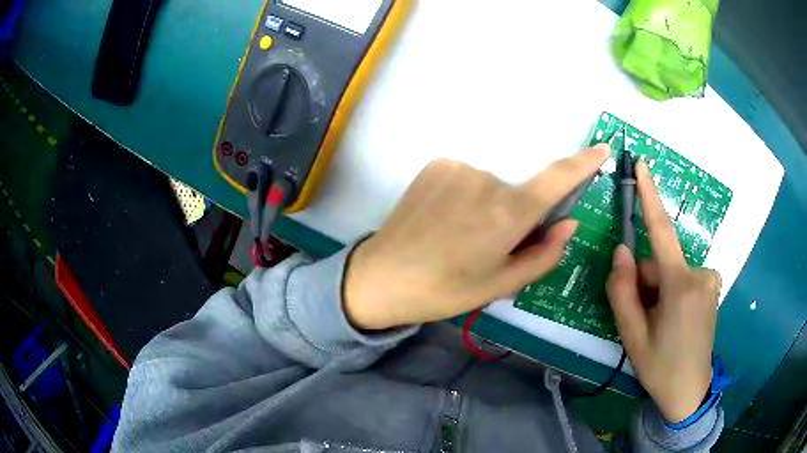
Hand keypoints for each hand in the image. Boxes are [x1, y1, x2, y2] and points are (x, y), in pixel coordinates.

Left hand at [344, 145, 609, 330]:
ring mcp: (458, 167)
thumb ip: (544, 254)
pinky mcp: (436, 164)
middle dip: (514, 215)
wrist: (382, 277)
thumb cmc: (446, 290)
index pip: (556, 180)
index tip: (601, 149)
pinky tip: (442, 218)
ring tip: (457, 235)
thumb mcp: (501, 284)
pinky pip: (466, 177)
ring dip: (486, 206)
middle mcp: (487, 180)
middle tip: (484, 245)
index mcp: (508, 214)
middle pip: (519, 193)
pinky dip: (464, 195)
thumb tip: (569, 224)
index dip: (583, 163)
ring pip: (491, 186)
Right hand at [607, 159, 720, 422]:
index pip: (661, 231)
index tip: (643, 164)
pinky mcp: (712, 284)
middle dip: (646, 282)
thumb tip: (622, 252)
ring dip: (659, 289)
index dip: (650, 195)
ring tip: (659, 323)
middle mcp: (700, 273)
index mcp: (680, 285)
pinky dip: (672, 291)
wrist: (690, 391)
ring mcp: (710, 279)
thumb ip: (622, 291)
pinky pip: (684, 277)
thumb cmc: (660, 366)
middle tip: (643, 318)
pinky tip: (673, 319)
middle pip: (661, 262)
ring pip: (671, 271)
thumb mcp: (632, 335)